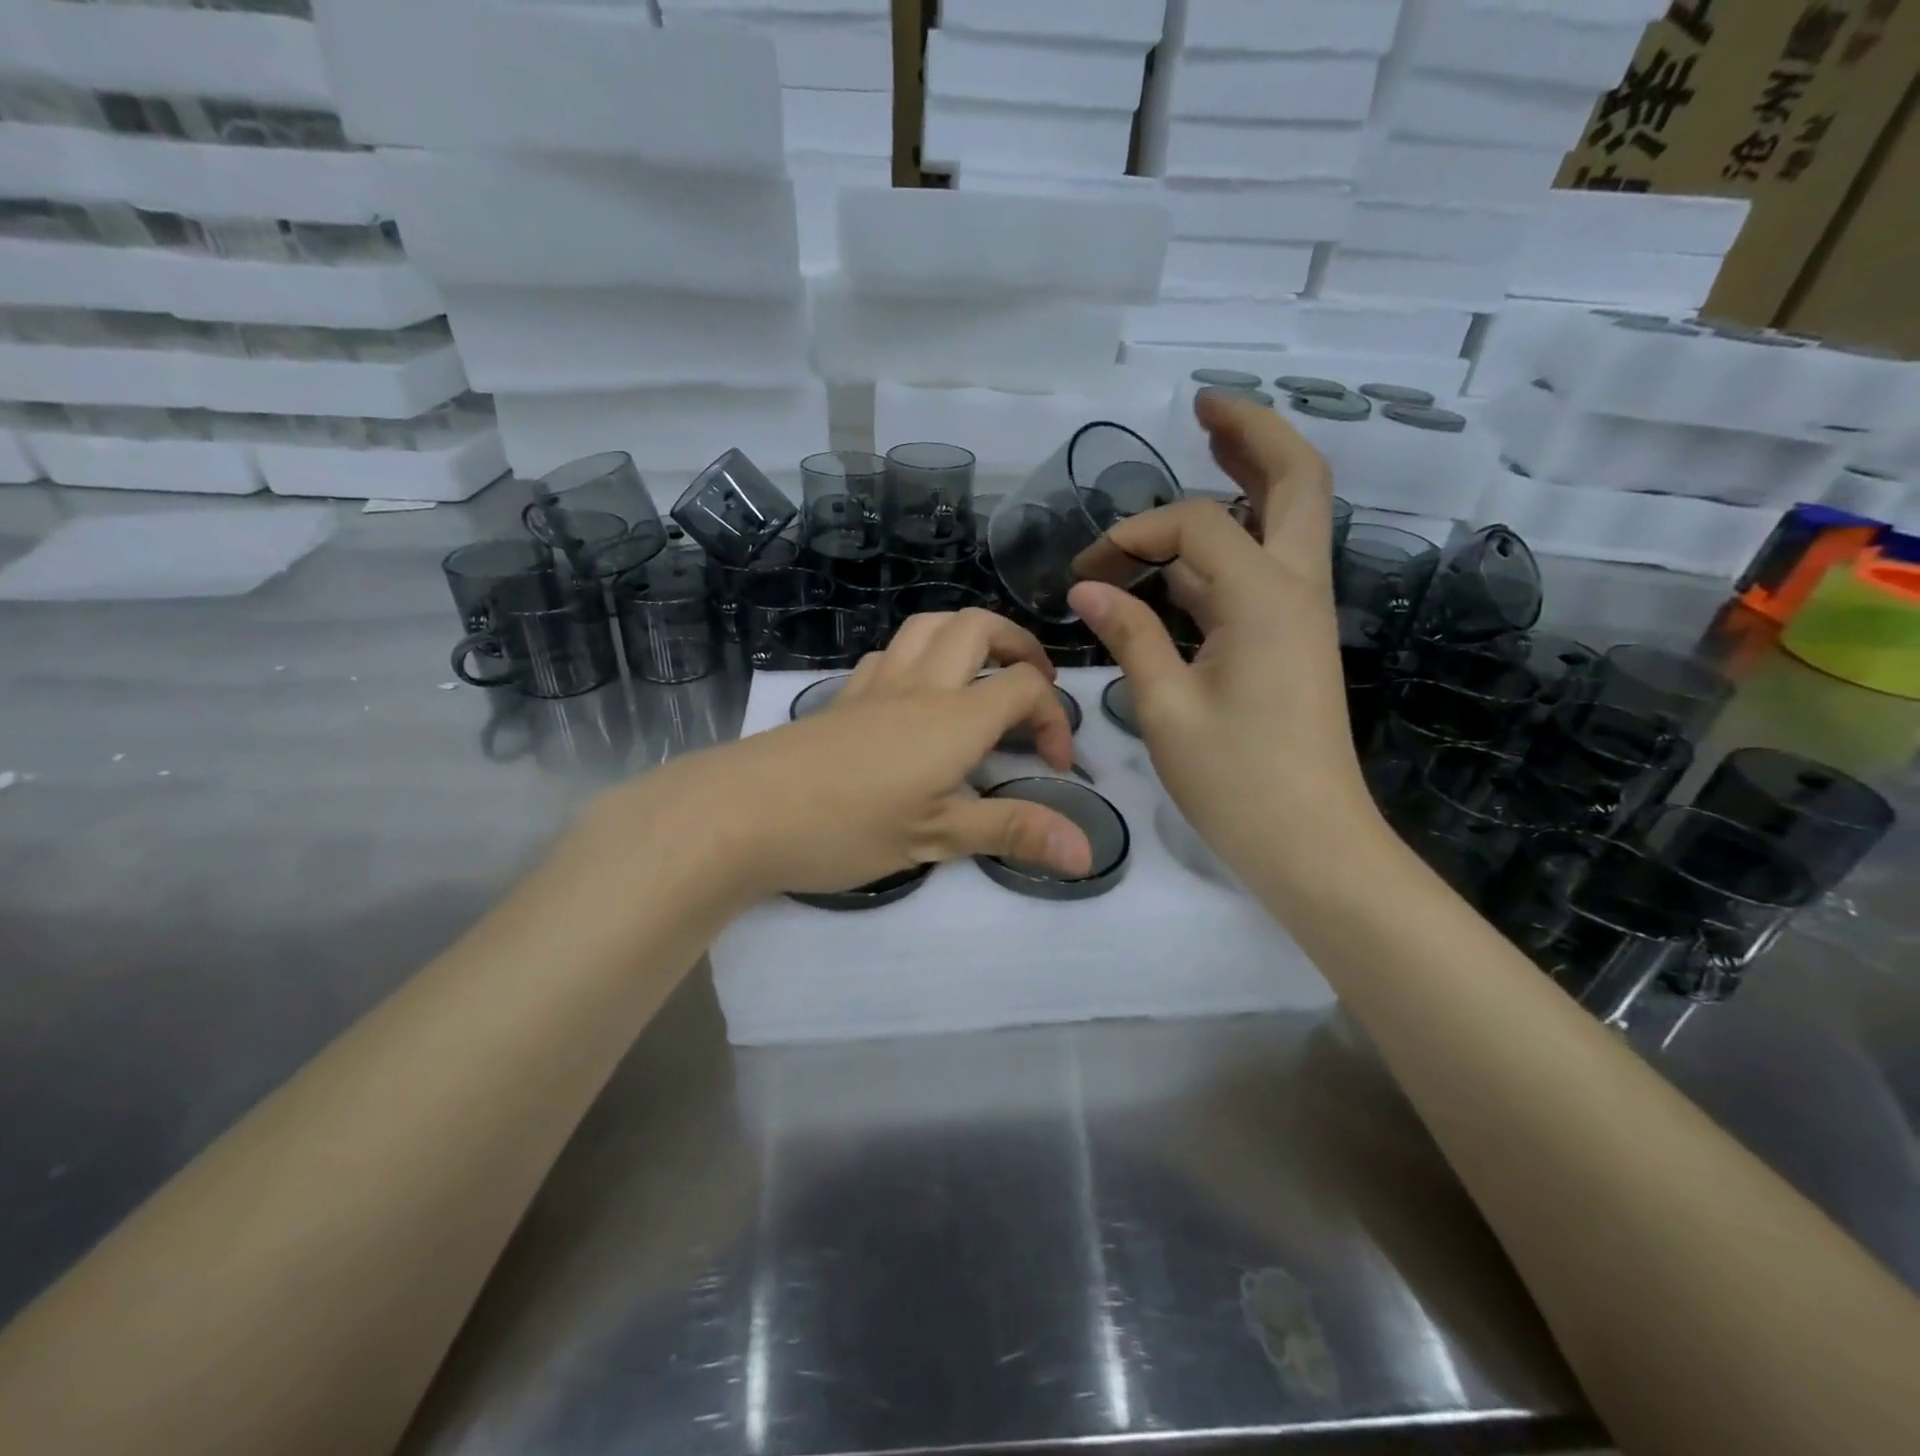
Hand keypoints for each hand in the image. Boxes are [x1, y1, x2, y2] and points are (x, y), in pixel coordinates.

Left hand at [592, 609, 1093, 909]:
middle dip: (1018, 645)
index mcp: (955, 717)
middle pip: (979, 626)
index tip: (1053, 765)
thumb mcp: (937, 838)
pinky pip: (889, 653)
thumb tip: (1087, 854)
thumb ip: (1013, 833)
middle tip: (1030, 685)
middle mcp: (921, 685)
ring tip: (979, 676)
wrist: (743, 812)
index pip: (1027, 688)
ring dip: (966, 637)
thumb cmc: (848, 827)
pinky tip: (914, 694)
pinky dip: (919, 656)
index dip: (1055, 717)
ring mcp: (876, 685)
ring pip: (929, 626)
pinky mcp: (842, 697)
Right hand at [1068, 391, 1383, 885]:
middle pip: (1298, 479)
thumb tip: (1087, 589)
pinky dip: (1228, 544)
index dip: (1132, 534)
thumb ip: (1130, 637)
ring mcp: (1300, 613)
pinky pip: (1264, 568)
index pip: (1193, 525)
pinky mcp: (1292, 640)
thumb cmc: (1238, 783)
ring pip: (1287, 519)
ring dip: (1247, 480)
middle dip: (1253, 432)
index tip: (1088, 575)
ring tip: (1203, 447)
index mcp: (1264, 598)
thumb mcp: (1166, 710)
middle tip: (1203, 407)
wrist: (1312, 845)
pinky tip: (1184, 556)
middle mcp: (1295, 588)